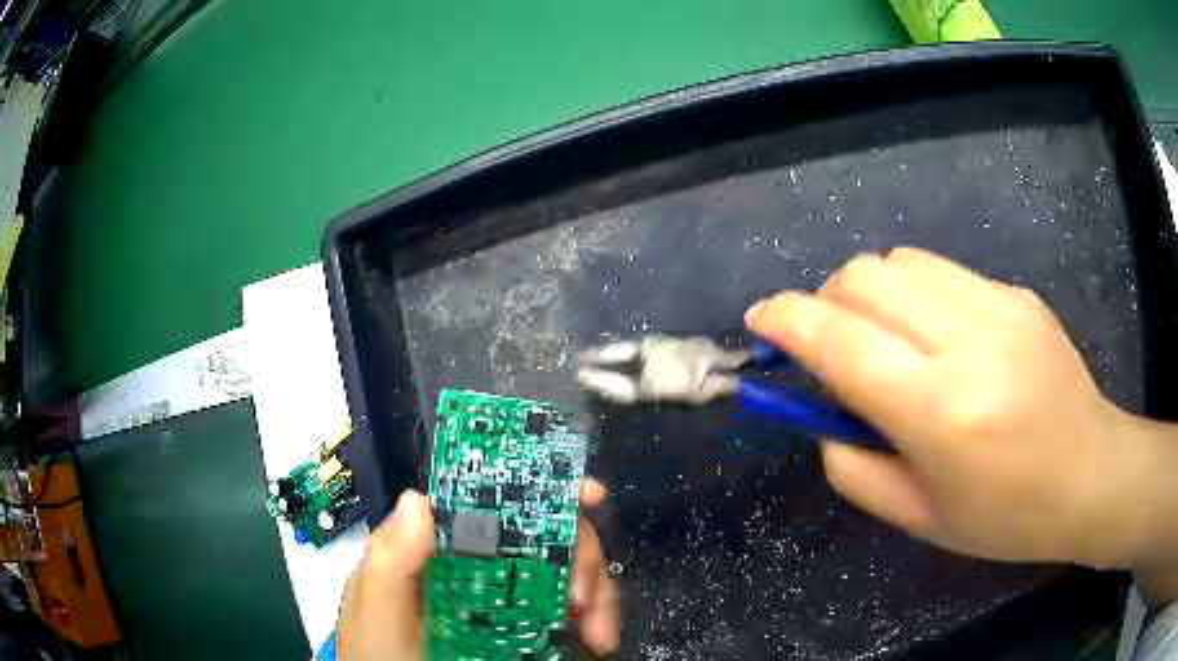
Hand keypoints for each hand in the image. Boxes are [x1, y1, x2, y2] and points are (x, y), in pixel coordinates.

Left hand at [336, 481, 619, 659]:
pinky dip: (594, 618)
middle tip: (584, 596)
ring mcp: (506, 599)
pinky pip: (573, 611)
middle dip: (579, 553)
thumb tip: (418, 499)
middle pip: (543, 535)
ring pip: (566, 571)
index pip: (491, 503)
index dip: (539, 487)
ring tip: (598, 632)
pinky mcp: (528, 628)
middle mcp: (479, 566)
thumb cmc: (380, 653)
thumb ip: (388, 563)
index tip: (586, 495)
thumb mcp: (375, 612)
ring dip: (595, 592)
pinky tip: (596, 639)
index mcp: (439, 549)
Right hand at [745, 248, 1177, 587]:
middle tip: (830, 342)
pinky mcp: (1018, 295)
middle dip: (826, 300)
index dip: (787, 320)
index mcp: (941, 414)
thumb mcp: (921, 519)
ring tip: (886, 338)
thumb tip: (824, 416)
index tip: (761, 320)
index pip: (841, 342)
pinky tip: (939, 338)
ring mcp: (1000, 309)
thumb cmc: (1007, 517)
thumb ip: (856, 468)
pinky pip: (945, 273)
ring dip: (871, 293)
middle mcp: (968, 344)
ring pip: (902, 262)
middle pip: (866, 277)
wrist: (1091, 475)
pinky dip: (917, 296)